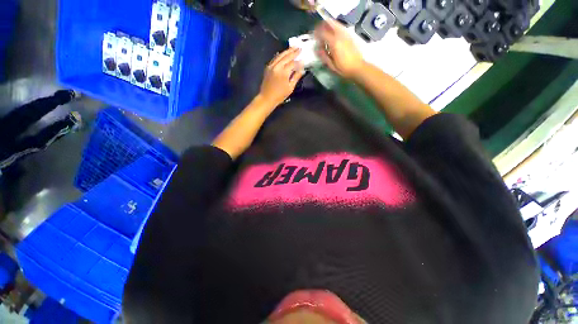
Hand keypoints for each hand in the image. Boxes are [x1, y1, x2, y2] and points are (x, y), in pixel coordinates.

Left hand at [259, 47, 304, 106]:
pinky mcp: (268, 67)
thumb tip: (302, 70)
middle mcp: (277, 66)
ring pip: (280, 55)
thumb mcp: (290, 88)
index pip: (293, 63)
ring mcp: (271, 66)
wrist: (266, 98)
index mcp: (283, 72)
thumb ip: (296, 77)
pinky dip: (280, 55)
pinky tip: (283, 53)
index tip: (303, 59)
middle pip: (286, 56)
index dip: (299, 61)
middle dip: (293, 52)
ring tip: (293, 48)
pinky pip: (275, 58)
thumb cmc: (280, 95)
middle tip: (299, 48)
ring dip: (287, 51)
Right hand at [314, 20, 363, 77]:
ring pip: (335, 23)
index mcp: (334, 43)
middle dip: (322, 26)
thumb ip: (324, 56)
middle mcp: (340, 35)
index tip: (313, 36)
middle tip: (318, 31)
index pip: (322, 32)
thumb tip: (317, 49)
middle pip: (329, 24)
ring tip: (325, 31)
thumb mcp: (331, 66)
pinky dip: (335, 27)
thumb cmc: (343, 69)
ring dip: (328, 25)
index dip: (316, 33)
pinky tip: (333, 34)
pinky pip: (341, 27)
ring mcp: (346, 34)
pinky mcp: (350, 35)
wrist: (358, 67)